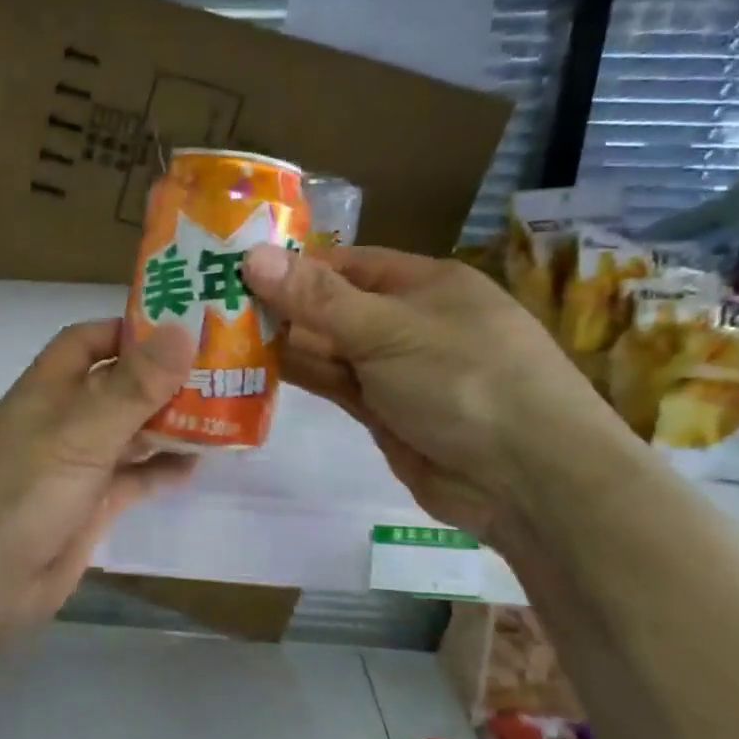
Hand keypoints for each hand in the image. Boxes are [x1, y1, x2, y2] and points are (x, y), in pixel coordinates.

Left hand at [0, 319, 198, 658]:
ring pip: (131, 432)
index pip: (89, 340)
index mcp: (49, 388)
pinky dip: (162, 470)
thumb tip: (182, 329)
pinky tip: (199, 466)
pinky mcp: (90, 505)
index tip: (185, 329)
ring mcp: (77, 464)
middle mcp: (64, 420)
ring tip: (225, 415)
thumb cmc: (22, 493)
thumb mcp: (80, 433)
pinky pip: (134, 478)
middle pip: (119, 385)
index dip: (131, 330)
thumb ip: (132, 386)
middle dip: (164, 378)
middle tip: (224, 372)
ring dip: (170, 423)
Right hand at [241, 243, 633, 548]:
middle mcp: (407, 322)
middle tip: (210, 305)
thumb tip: (252, 256)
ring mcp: (395, 371)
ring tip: (216, 335)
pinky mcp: (383, 413)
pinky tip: (250, 369)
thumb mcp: (387, 330)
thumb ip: (317, 298)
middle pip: (331, 307)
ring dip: (281, 344)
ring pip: (328, 349)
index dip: (292, 266)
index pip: (345, 264)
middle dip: (279, 306)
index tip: (234, 269)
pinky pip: (332, 385)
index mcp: (423, 284)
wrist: (529, 482)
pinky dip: (298, 378)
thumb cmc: (465, 380)